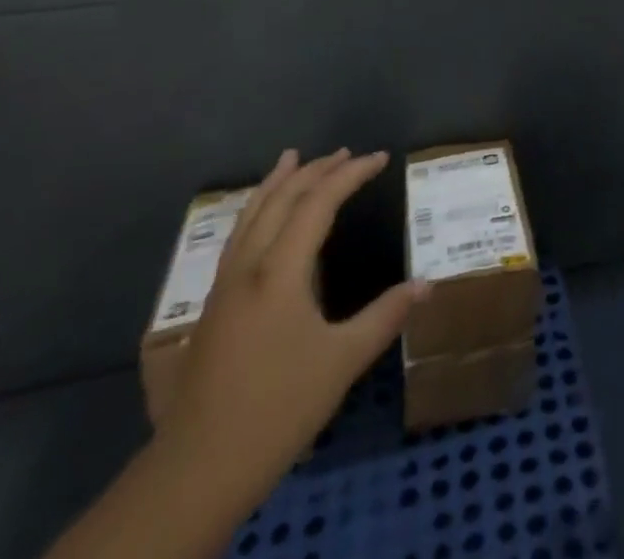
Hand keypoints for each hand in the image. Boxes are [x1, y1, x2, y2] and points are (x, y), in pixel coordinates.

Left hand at [153, 149, 425, 500]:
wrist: (196, 471)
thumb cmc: (277, 409)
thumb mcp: (342, 362)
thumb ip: (385, 316)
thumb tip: (426, 284)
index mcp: (279, 272)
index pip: (318, 203)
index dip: (350, 175)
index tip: (379, 158)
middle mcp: (248, 267)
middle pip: (280, 200)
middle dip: (315, 170)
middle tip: (346, 152)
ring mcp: (224, 286)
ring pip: (250, 215)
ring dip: (277, 183)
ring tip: (293, 159)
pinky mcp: (212, 307)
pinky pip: (237, 237)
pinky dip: (256, 210)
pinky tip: (261, 219)